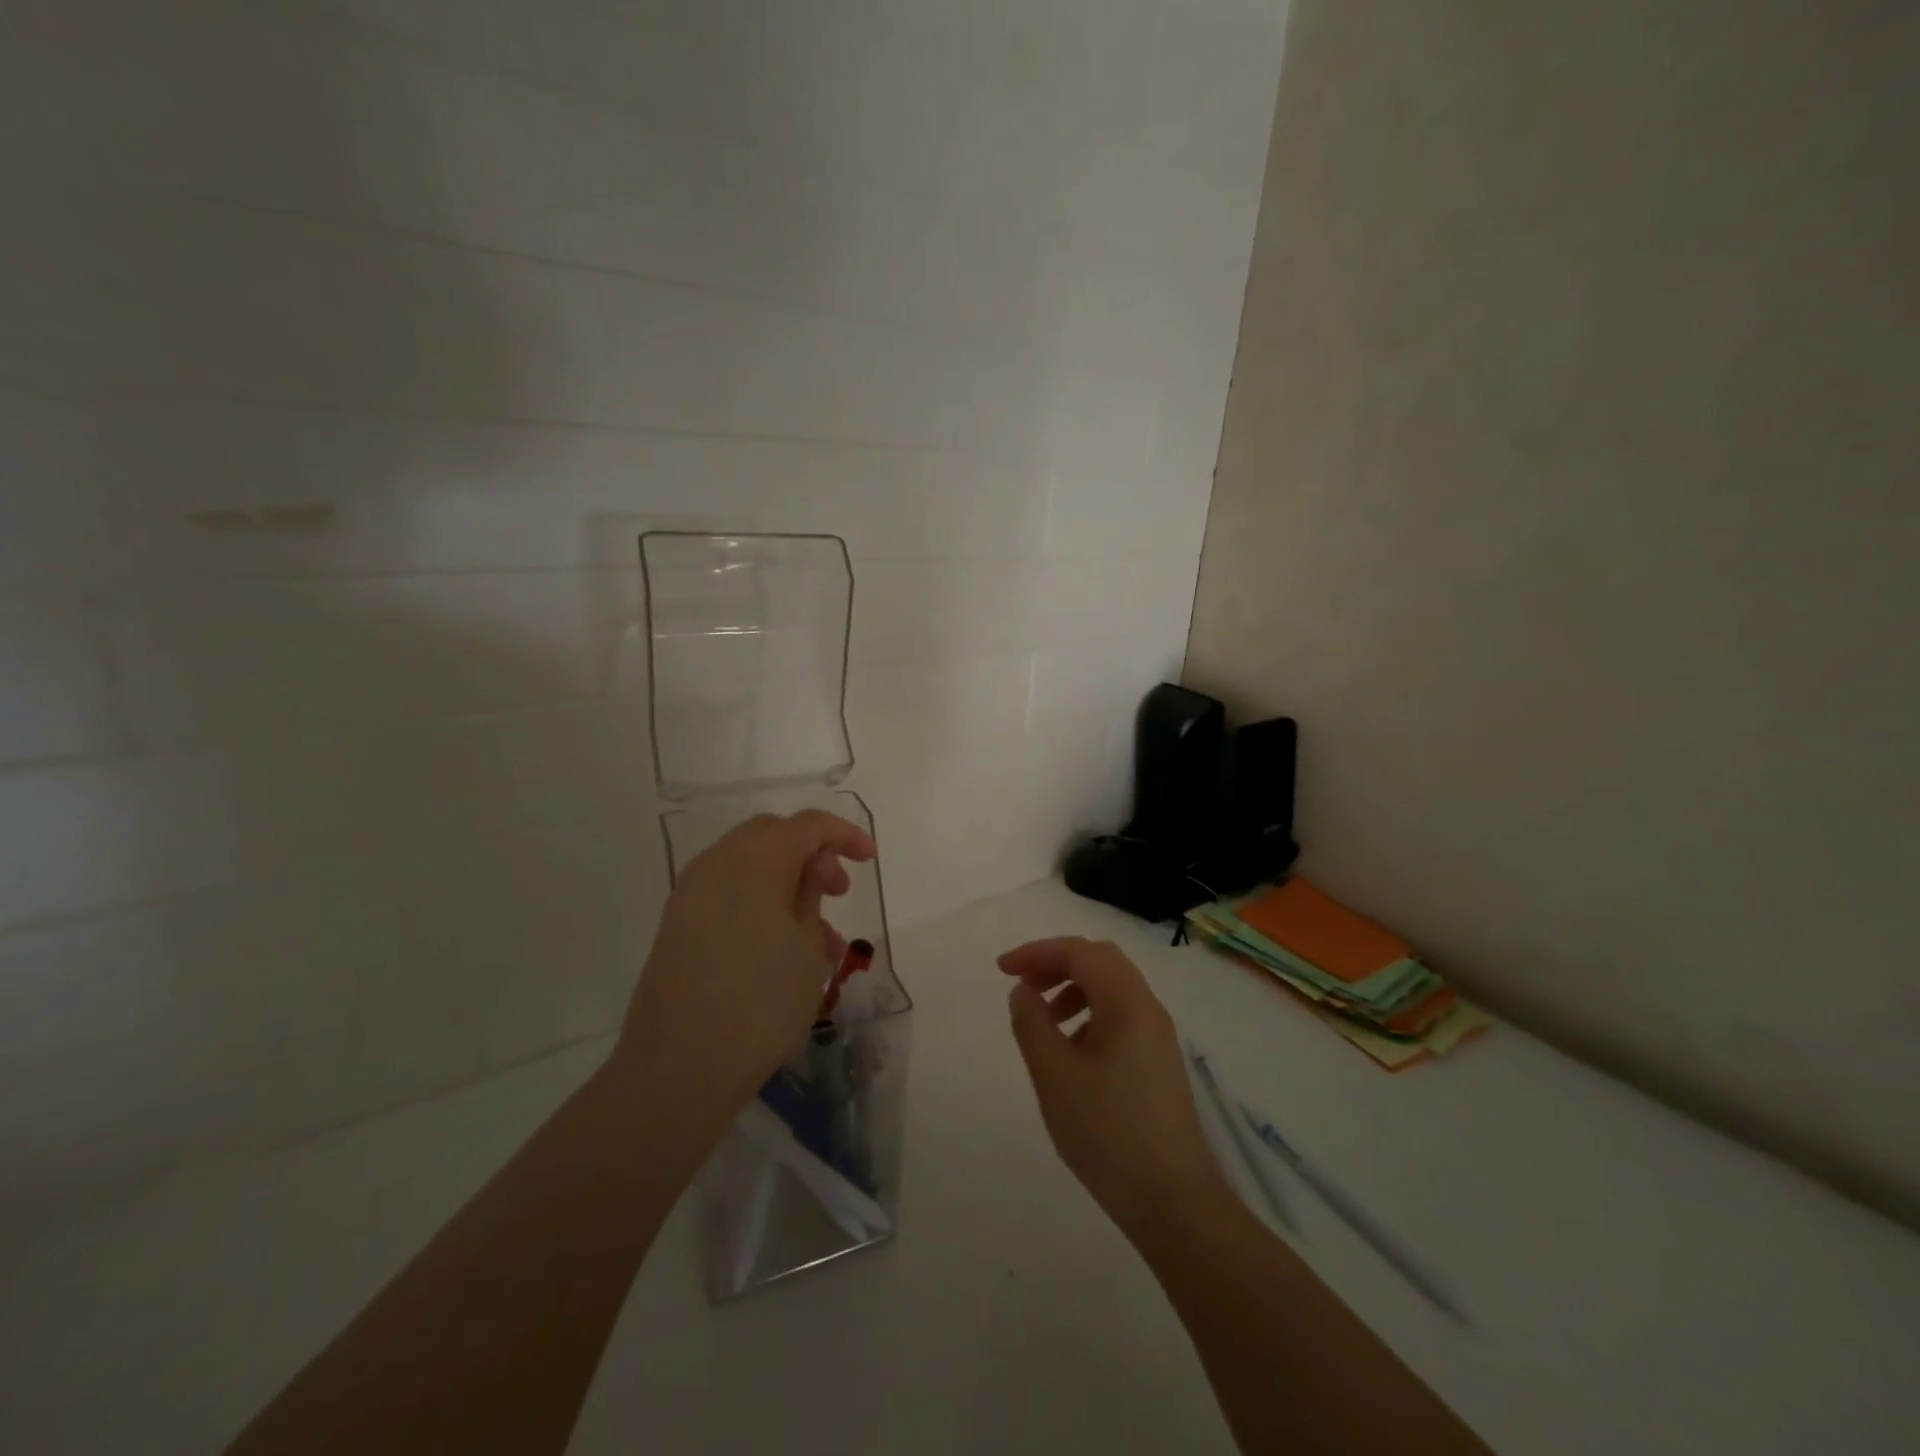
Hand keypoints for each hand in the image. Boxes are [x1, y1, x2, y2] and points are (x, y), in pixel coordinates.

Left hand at [612, 810, 876, 1136]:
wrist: (678, 1069)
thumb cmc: (761, 1003)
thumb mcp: (806, 947)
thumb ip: (811, 893)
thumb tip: (812, 865)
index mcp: (753, 860)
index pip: (806, 825)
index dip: (844, 834)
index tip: (870, 859)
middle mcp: (715, 864)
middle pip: (772, 836)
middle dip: (812, 854)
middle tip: (838, 891)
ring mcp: (690, 895)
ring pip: (749, 866)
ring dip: (788, 884)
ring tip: (821, 939)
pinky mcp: (677, 925)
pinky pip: (728, 893)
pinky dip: (760, 902)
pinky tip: (784, 950)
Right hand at [1000, 938, 1231, 1244]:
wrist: (1173, 1201)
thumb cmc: (1107, 1132)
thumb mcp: (1055, 1075)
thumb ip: (1032, 1024)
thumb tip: (1023, 991)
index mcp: (1127, 1002)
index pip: (1080, 952)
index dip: (1037, 952)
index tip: (1002, 970)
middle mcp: (1148, 1008)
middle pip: (1100, 961)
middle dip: (1057, 964)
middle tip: (1024, 987)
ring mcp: (1158, 1036)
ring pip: (1112, 989)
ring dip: (1073, 989)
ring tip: (1044, 1021)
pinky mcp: (1159, 1062)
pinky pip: (1121, 1016)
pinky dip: (1090, 1015)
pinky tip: (1072, 1053)